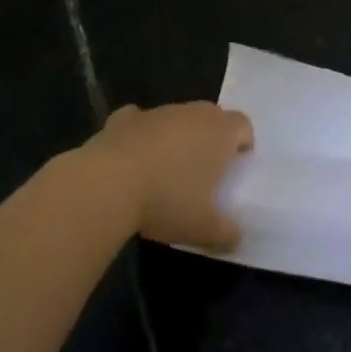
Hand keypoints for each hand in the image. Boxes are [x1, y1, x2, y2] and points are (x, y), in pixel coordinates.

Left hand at [84, 102, 252, 249]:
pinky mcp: (123, 119)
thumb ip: (226, 233)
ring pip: (175, 117)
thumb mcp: (204, 228)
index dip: (243, 143)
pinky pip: (138, 120)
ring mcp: (157, 113)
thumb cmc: (167, 201)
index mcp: (220, 133)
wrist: (107, 185)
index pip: (243, 125)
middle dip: (211, 137)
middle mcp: (192, 114)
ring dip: (175, 136)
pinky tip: (132, 156)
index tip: (236, 166)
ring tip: (165, 169)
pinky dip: (139, 134)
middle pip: (211, 116)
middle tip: (204, 169)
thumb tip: (237, 238)